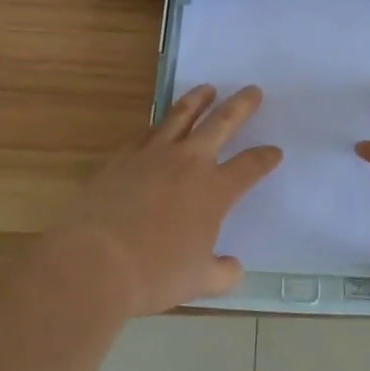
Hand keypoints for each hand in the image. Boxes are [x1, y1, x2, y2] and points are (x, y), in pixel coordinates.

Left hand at [58, 85, 281, 315]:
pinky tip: (159, 125)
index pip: (250, 166)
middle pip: (221, 124)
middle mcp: (188, 163)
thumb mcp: (198, 282)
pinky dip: (158, 125)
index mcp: (215, 191)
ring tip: (207, 88)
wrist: (95, 260)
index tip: (275, 151)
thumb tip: (234, 268)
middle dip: (240, 106)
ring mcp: (152, 155)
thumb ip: (222, 273)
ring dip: (197, 100)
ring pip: (181, 116)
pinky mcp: (122, 158)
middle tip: (252, 90)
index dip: (265, 158)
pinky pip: (146, 134)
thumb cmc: (154, 274)